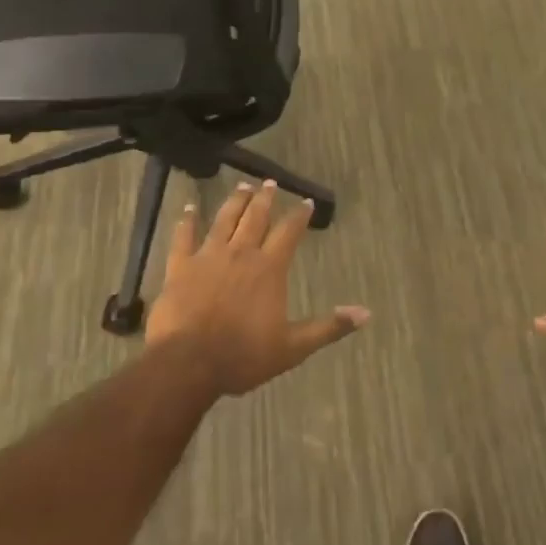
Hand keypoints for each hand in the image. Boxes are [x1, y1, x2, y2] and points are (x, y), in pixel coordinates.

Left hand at [146, 180, 368, 396]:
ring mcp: (208, 257)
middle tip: (269, 182)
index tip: (306, 201)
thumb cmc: (243, 356)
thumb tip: (365, 313)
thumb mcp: (293, 347)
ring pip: (224, 220)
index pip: (289, 232)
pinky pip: (183, 237)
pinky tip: (189, 209)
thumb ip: (329, 327)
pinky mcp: (180, 267)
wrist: (188, 363)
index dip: (299, 215)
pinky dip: (186, 221)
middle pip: (255, 218)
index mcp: (269, 268)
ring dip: (235, 202)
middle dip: (265, 199)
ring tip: (242, 186)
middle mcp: (241, 253)